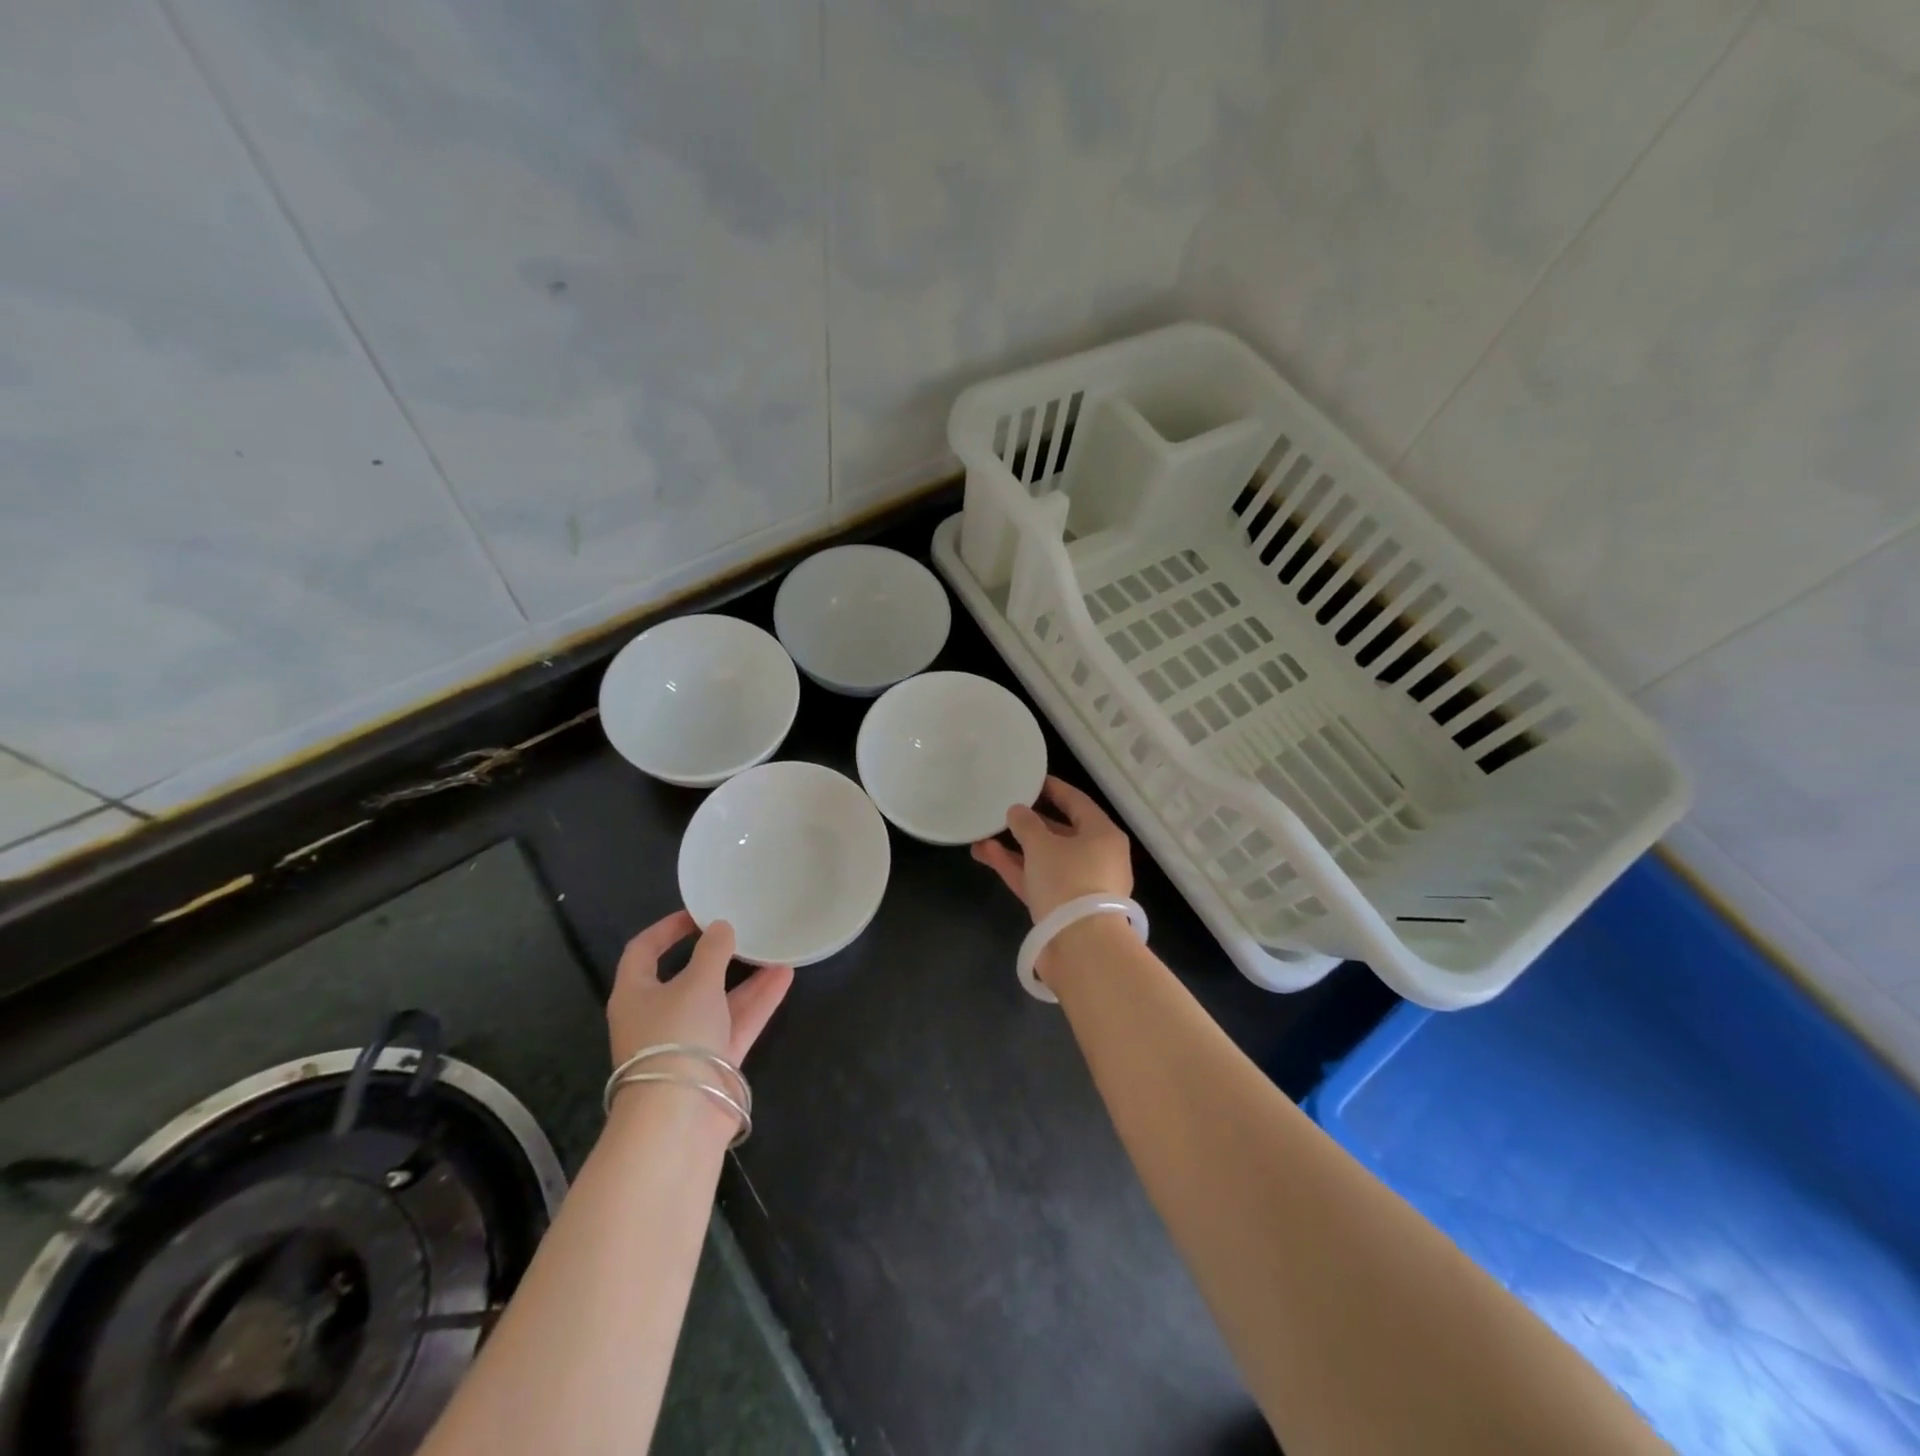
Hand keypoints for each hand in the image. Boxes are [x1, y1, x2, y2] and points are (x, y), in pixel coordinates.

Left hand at [606, 911, 793, 1068]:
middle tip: (742, 932)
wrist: (680, 1118)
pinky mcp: (714, 1063)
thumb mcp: (696, 983)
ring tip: (775, 950)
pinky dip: (758, 1001)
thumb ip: (712, 951)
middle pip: (687, 978)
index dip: (666, 929)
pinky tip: (784, 977)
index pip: (642, 951)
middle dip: (717, 956)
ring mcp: (687, 1042)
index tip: (697, 914)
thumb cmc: (676, 1037)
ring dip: (745, 978)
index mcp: (635, 995)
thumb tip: (720, 928)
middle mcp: (658, 1017)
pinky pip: (737, 1023)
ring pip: (718, 1001)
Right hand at [970, 776, 1132, 922]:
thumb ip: (1026, 824)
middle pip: (1062, 832)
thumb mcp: (1042, 845)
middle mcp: (1097, 857)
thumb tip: (1017, 811)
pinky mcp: (1063, 909)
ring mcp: (1080, 885)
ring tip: (983, 834)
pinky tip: (986, 854)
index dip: (1054, 789)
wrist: (1081, 947)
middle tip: (1005, 809)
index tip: (1032, 780)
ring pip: (1045, 859)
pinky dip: (1016, 868)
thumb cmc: (1068, 881)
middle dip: (1030, 823)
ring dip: (1016, 847)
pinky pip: (1038, 880)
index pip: (1077, 802)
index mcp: (1103, 835)